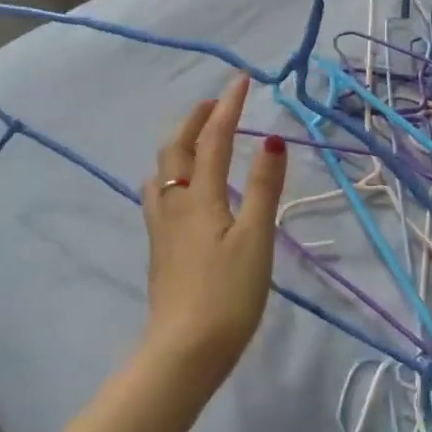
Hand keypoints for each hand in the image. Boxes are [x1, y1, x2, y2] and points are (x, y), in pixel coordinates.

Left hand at [139, 76, 287, 387]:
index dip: (228, 107)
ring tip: (197, 140)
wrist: (184, 350)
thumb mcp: (256, 238)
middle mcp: (174, 203)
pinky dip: (173, 172)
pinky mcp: (160, 249)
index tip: (242, 80)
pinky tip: (182, 190)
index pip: (213, 139)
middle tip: (215, 105)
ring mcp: (162, 227)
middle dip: (194, 120)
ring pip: (162, 171)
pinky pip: (159, 194)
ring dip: (179, 145)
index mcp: (199, 196)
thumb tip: (271, 140)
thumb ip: (262, 187)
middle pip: (175, 149)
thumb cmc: (228, 294)